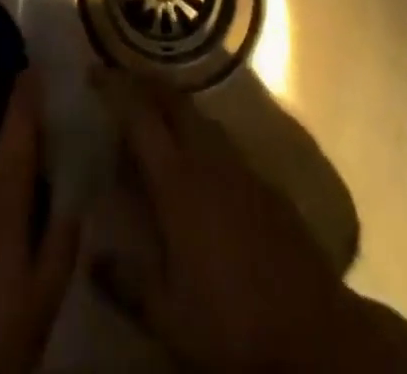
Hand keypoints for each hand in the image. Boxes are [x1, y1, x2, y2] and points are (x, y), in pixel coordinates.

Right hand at [91, 68, 406, 373]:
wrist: (316, 334)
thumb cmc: (232, 324)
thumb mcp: (168, 315)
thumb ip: (126, 282)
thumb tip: (91, 255)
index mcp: (178, 181)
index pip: (140, 117)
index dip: (115, 89)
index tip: (93, 71)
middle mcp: (208, 159)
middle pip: (173, 101)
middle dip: (145, 82)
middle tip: (119, 79)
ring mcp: (241, 167)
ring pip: (199, 117)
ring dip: (172, 105)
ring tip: (150, 115)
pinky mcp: (265, 183)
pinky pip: (221, 140)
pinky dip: (197, 133)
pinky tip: (193, 159)